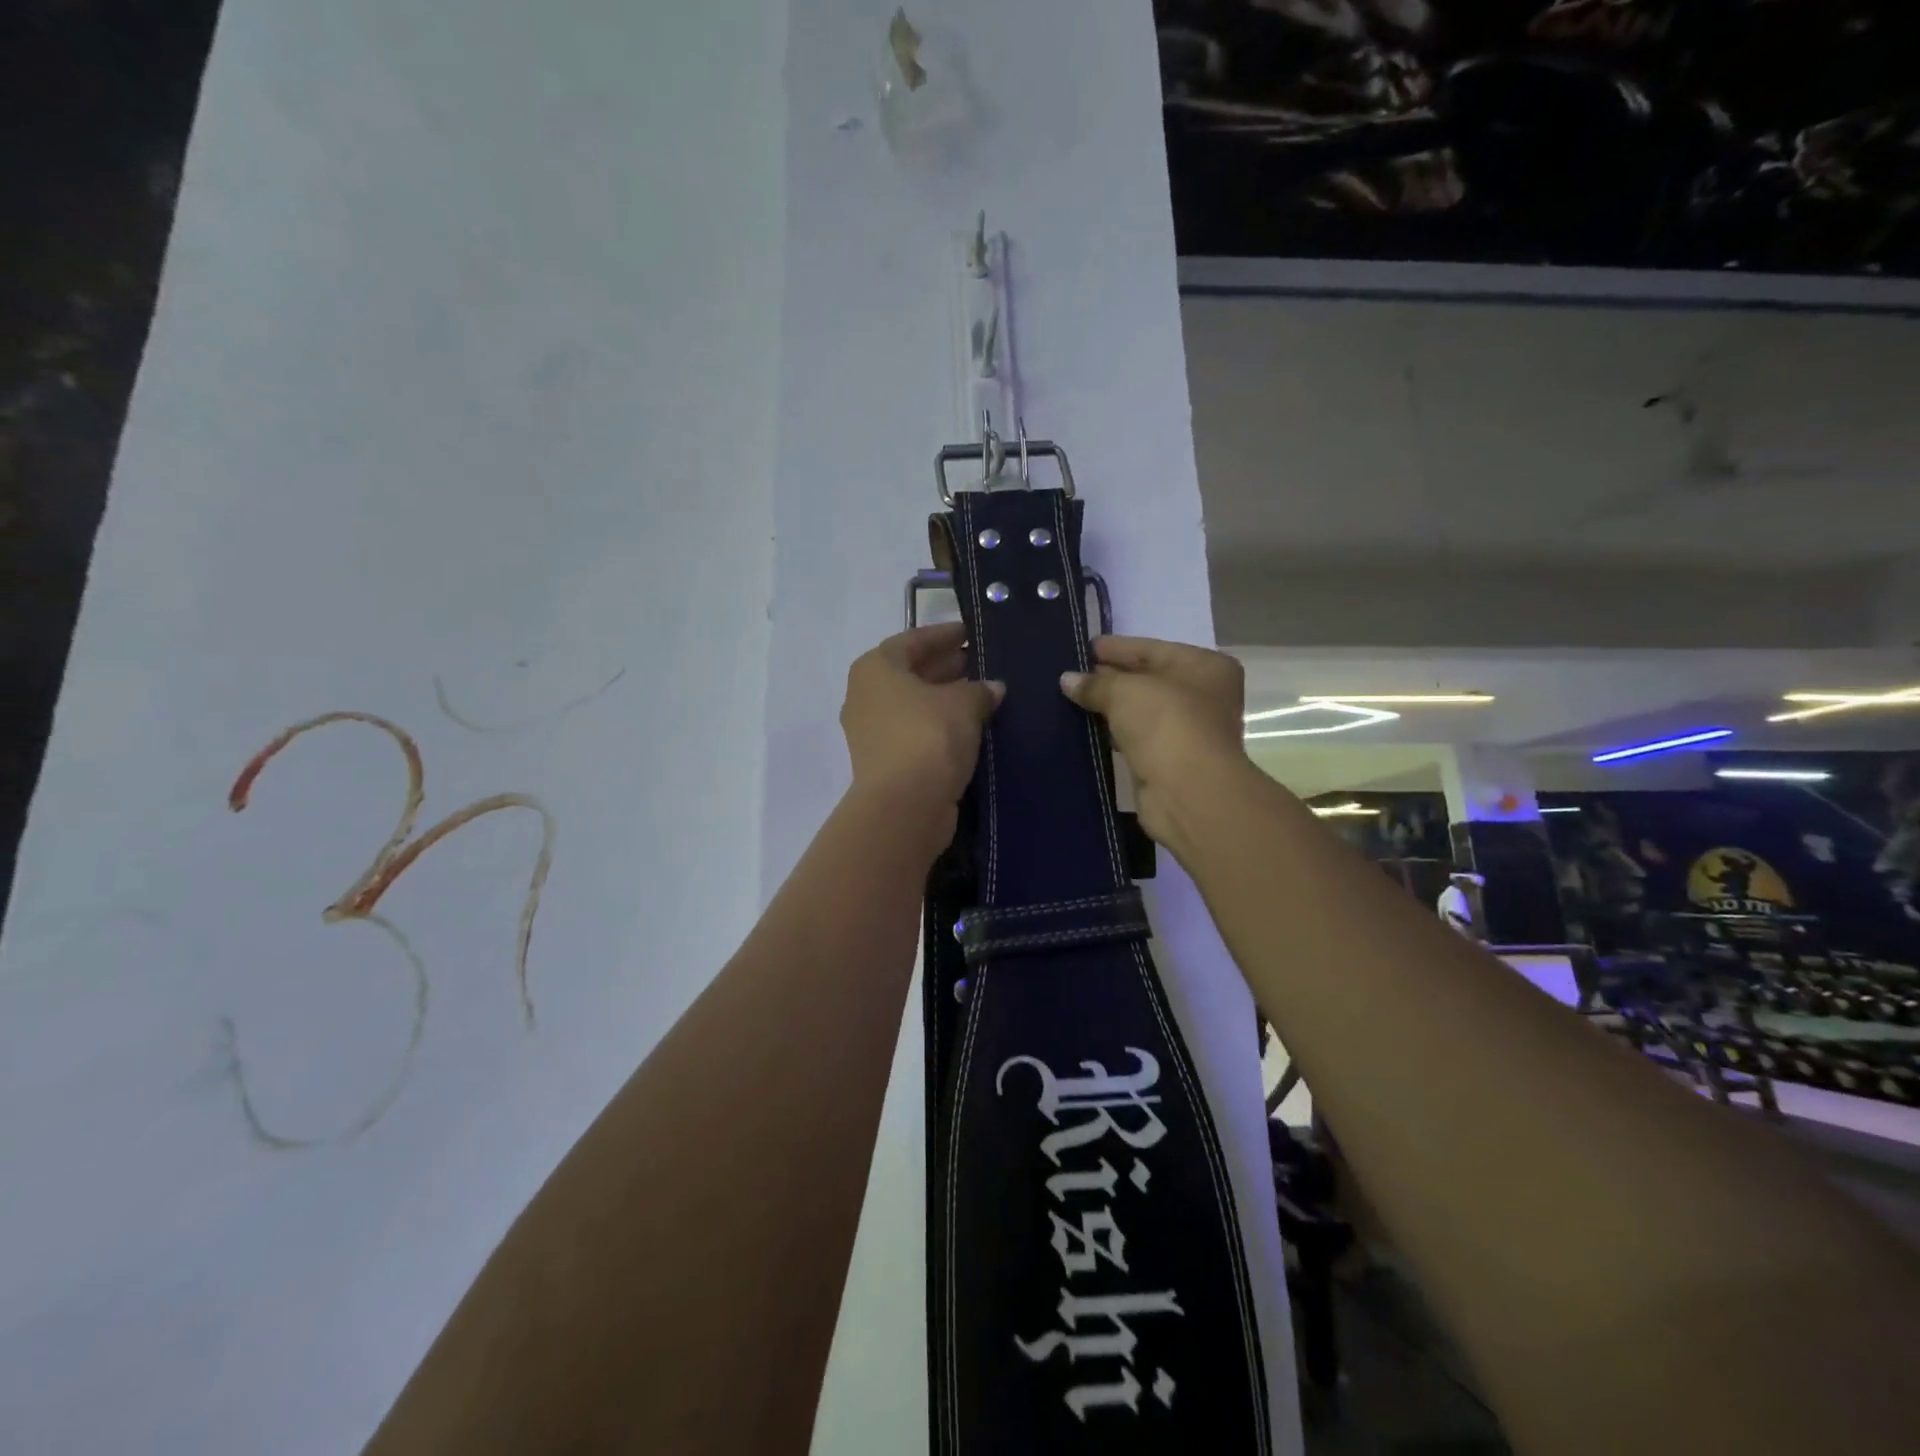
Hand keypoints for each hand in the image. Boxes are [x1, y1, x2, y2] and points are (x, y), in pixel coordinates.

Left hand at [841, 623, 1003, 828]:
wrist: (904, 806)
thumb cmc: (928, 737)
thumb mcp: (963, 704)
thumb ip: (980, 690)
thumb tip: (993, 688)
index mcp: (876, 668)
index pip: (912, 640)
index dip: (944, 635)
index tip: (971, 633)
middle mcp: (866, 696)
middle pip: (911, 672)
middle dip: (947, 667)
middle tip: (983, 663)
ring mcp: (872, 732)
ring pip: (914, 705)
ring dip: (946, 699)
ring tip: (984, 695)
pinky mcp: (885, 762)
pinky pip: (917, 732)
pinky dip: (941, 726)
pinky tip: (971, 727)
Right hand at [1059, 636, 1248, 853]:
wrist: (1189, 791)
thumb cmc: (1166, 723)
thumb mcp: (1124, 691)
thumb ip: (1095, 683)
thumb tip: (1067, 680)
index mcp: (1205, 667)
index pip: (1152, 649)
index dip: (1116, 648)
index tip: (1084, 647)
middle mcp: (1203, 695)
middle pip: (1149, 679)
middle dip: (1111, 677)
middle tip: (1072, 673)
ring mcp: (1188, 731)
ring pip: (1142, 711)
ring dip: (1111, 707)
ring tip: (1073, 699)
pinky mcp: (1170, 761)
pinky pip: (1137, 738)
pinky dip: (1115, 733)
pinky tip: (1087, 728)